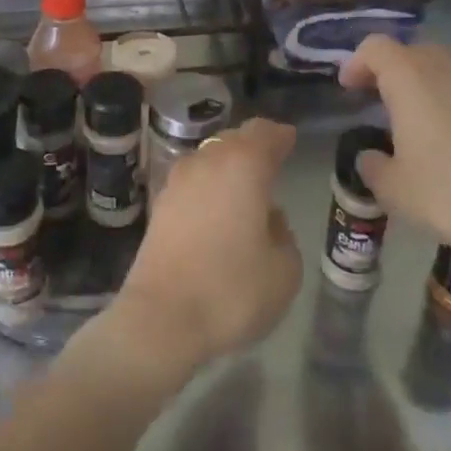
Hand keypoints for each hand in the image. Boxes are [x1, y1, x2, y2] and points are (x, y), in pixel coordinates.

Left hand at [108, 119, 303, 376]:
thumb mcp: (284, 269)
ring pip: (209, 158)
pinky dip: (208, 186)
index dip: (280, 136)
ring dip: (228, 165)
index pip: (264, 134)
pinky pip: (193, 181)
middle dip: (253, 146)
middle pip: (233, 140)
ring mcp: (178, 181)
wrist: (162, 317)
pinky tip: (217, 207)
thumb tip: (267, 217)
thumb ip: (283, 233)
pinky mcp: (160, 204)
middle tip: (271, 160)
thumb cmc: (232, 290)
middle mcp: (208, 162)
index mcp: (243, 166)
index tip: (290, 139)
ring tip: (245, 186)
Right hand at [338, 36, 450, 265]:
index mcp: (409, 77)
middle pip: (411, 51)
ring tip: (417, 118)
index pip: (375, 47)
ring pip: (445, 66)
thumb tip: (372, 156)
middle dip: (391, 70)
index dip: (357, 62)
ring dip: (425, 82)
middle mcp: (446, 67)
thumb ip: (372, 164)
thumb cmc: (447, 194)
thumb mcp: (392, 188)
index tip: (349, 88)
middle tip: (379, 100)